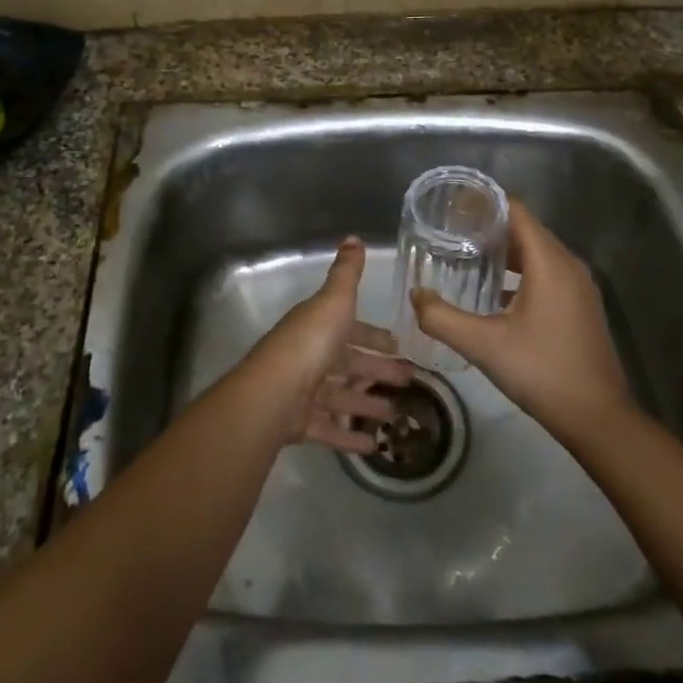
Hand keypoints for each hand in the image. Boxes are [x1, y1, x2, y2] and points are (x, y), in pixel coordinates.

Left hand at [243, 236, 410, 454]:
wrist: (274, 391)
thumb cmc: (311, 341)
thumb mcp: (335, 300)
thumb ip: (347, 272)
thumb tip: (353, 237)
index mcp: (318, 326)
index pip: (350, 329)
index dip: (373, 336)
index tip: (397, 345)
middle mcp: (309, 356)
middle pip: (348, 364)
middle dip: (377, 371)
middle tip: (408, 381)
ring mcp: (303, 392)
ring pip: (340, 397)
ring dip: (366, 405)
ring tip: (395, 415)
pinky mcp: (299, 423)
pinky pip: (329, 429)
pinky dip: (350, 437)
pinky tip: (374, 446)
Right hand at [411, 201, 631, 441]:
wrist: (598, 418)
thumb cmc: (541, 372)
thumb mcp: (483, 345)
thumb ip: (442, 318)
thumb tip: (415, 296)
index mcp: (549, 262)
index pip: (516, 212)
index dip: (483, 204)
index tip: (451, 208)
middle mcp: (568, 265)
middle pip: (525, 229)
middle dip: (488, 227)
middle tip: (449, 233)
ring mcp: (579, 286)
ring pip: (536, 253)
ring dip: (504, 252)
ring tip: (466, 258)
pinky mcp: (580, 306)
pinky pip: (547, 272)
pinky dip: (520, 272)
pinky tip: (494, 292)